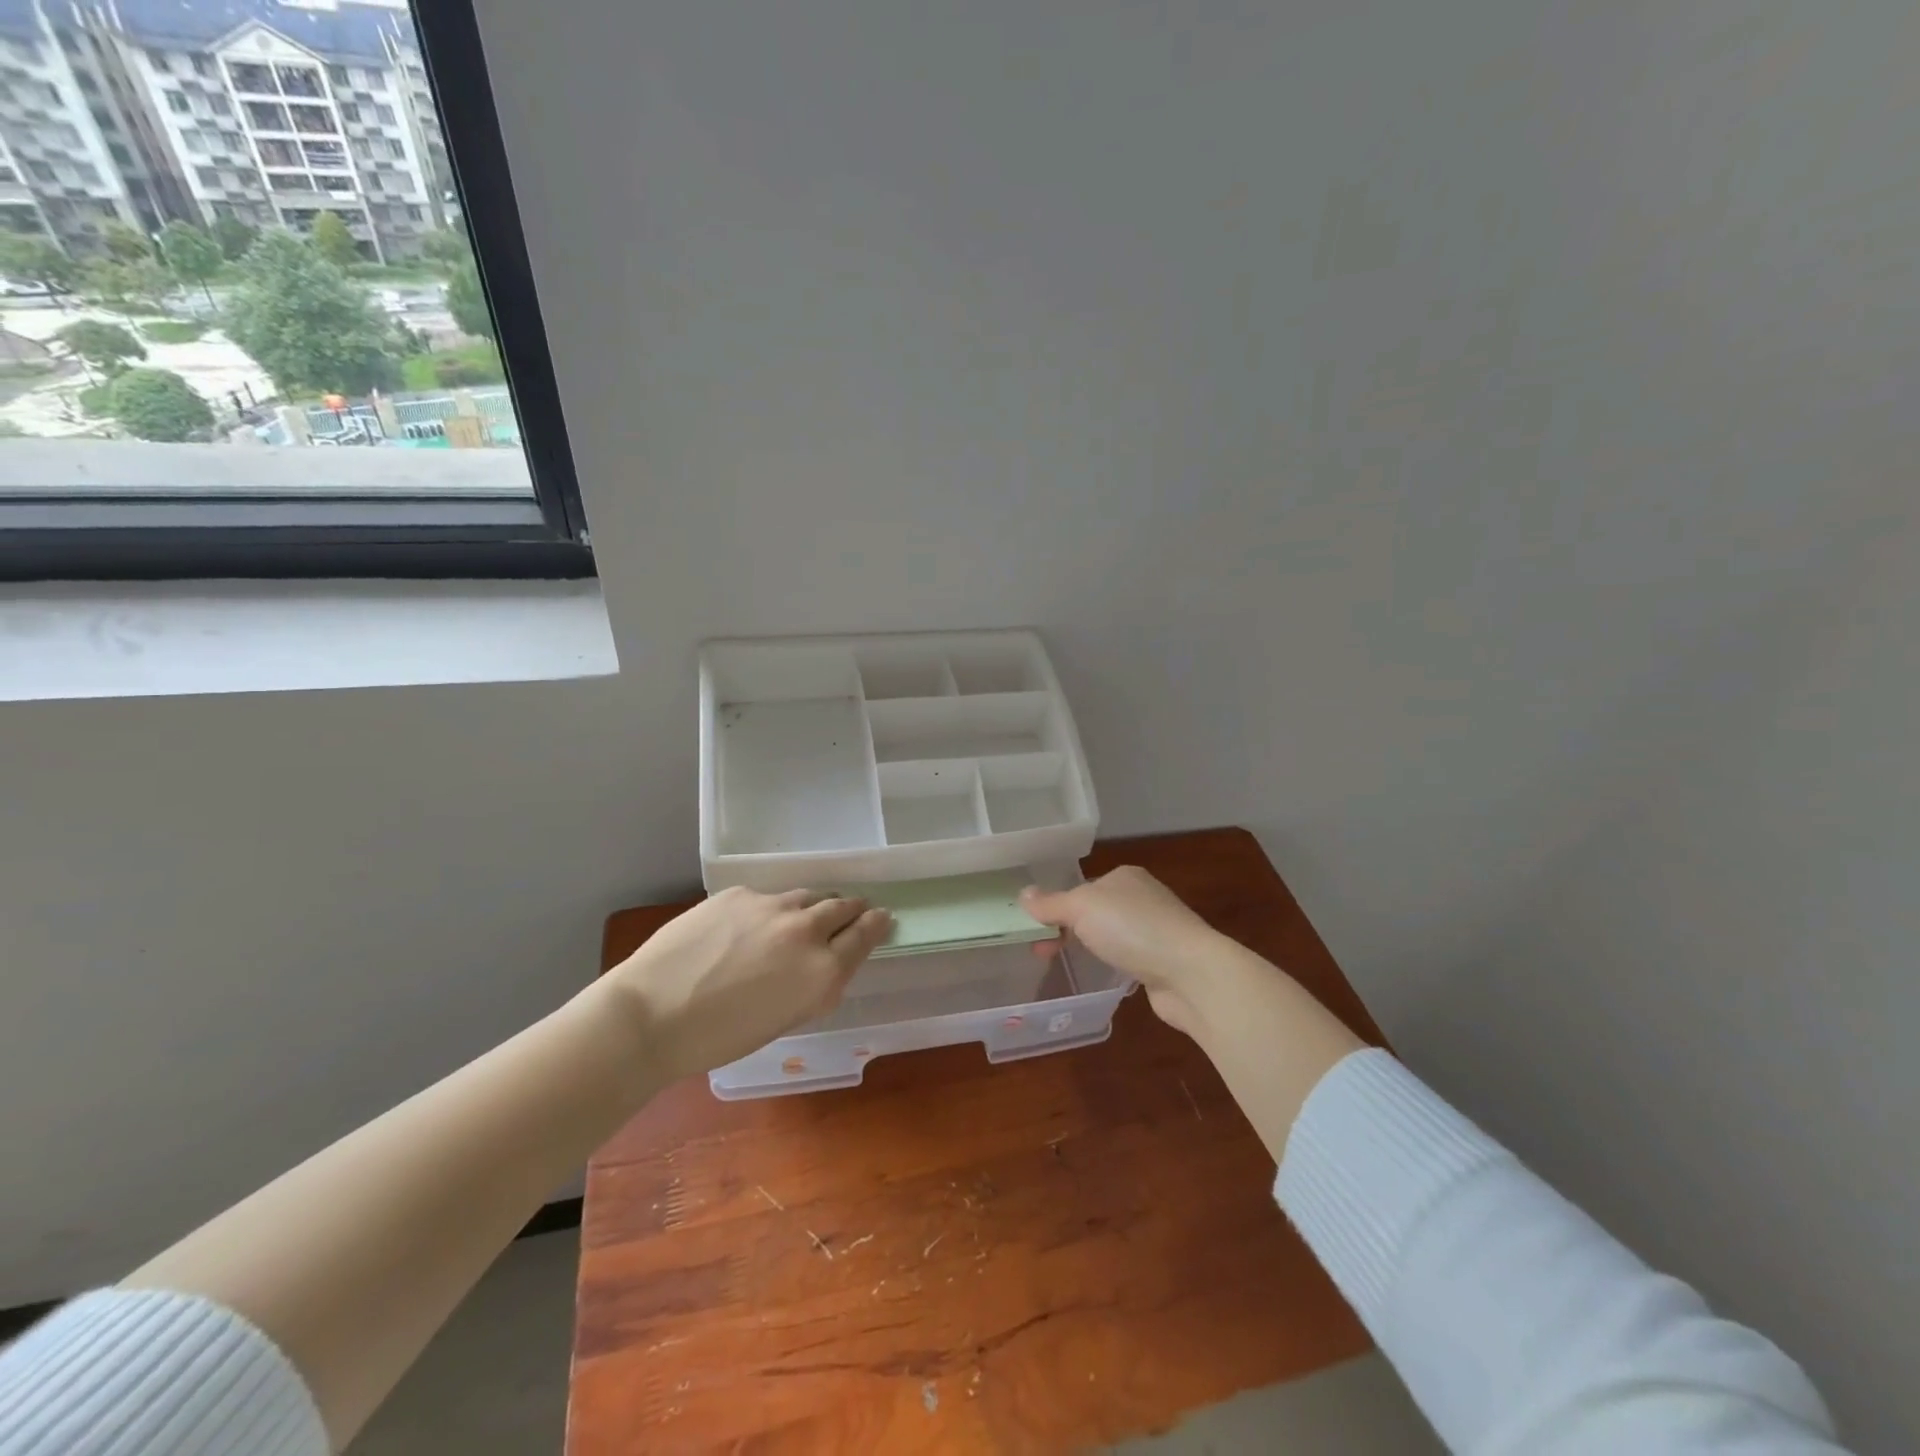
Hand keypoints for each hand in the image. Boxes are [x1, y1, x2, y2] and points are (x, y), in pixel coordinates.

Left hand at [605, 888, 891, 1082]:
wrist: (651, 1014)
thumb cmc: (719, 1038)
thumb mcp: (784, 1020)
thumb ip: (814, 986)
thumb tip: (825, 965)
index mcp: (823, 972)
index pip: (865, 935)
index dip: (876, 924)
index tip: (881, 917)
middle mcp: (806, 931)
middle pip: (843, 906)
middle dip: (851, 909)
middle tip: (853, 911)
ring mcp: (771, 906)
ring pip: (807, 896)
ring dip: (813, 905)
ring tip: (804, 916)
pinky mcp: (739, 893)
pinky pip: (767, 897)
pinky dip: (769, 909)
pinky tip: (748, 927)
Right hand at [1021, 867, 1228, 1038]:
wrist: (1191, 973)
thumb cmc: (1133, 929)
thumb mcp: (1082, 908)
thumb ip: (1051, 904)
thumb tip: (1022, 894)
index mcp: (1124, 877)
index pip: (1081, 887)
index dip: (1055, 907)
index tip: (1034, 932)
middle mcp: (1142, 898)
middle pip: (1093, 911)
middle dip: (1066, 929)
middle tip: (1043, 952)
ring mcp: (1156, 930)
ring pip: (1110, 935)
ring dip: (1089, 947)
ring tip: (1066, 965)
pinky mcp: (1163, 961)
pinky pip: (1127, 957)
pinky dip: (1113, 964)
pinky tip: (1106, 975)